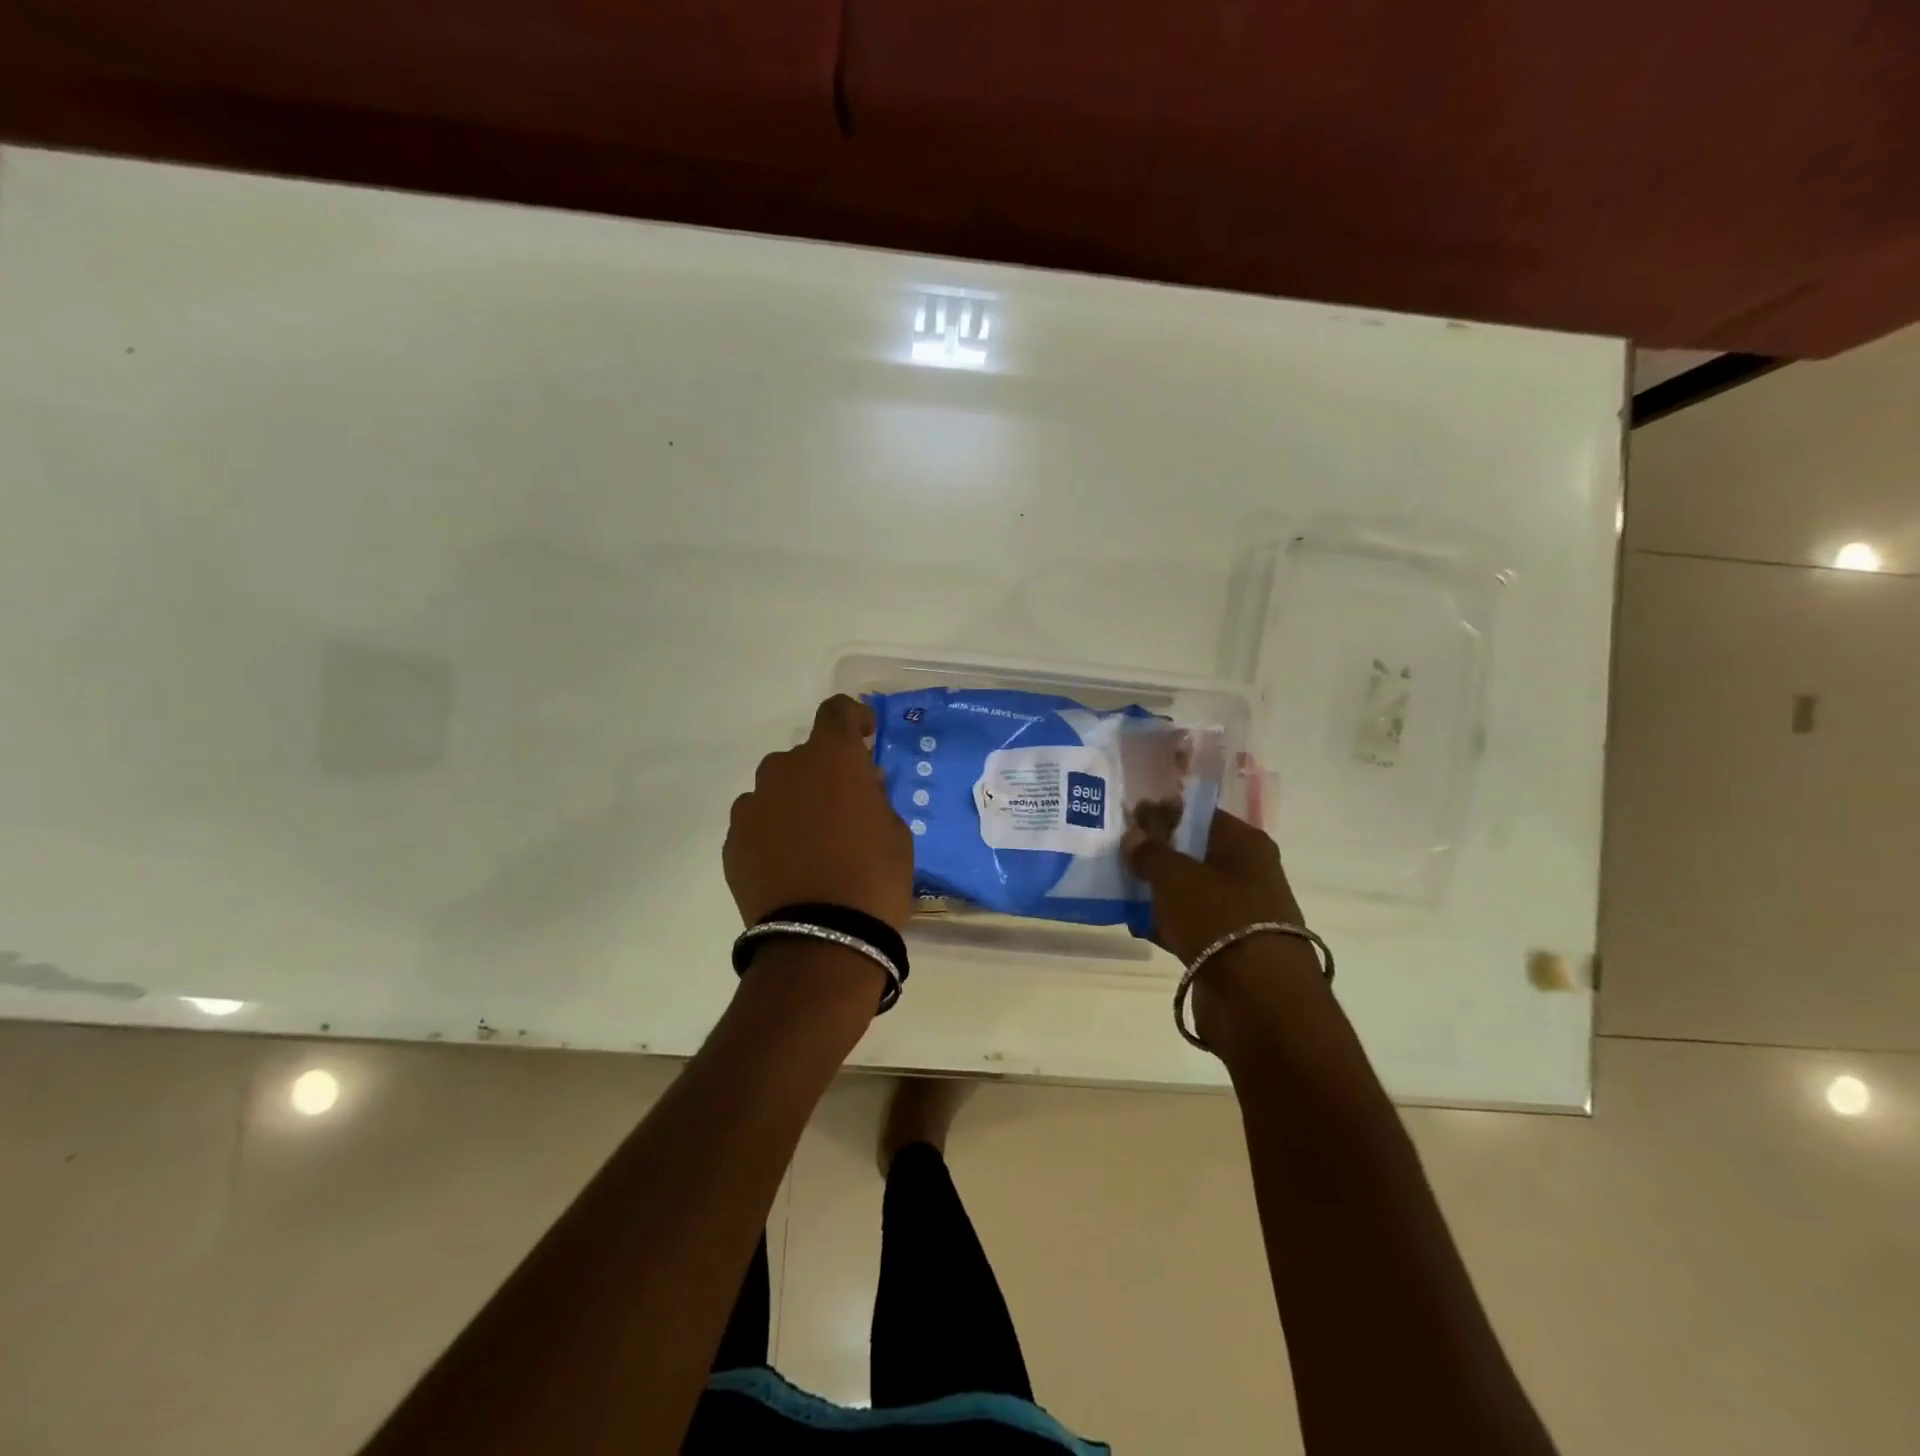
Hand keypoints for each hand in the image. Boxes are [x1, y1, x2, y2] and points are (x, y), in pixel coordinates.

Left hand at [724, 695, 914, 932]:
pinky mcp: (732, 842)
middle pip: (804, 757)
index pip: (836, 711)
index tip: (865, 738)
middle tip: (843, 810)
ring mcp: (752, 806)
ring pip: (776, 791)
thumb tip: (861, 785)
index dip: (853, 718)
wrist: (822, 941)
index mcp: (831, 758)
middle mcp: (784, 770)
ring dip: (794, 804)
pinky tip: (789, 867)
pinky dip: (772, 834)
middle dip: (823, 775)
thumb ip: (875, 796)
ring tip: (812, 845)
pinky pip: (756, 824)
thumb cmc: (874, 878)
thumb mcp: (895, 831)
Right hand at [1127, 812, 1322, 1047]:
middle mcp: (1248, 873)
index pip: (1200, 815)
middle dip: (1157, 853)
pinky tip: (1133, 923)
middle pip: (1194, 853)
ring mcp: (1239, 913)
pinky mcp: (1228, 948)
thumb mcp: (1175, 876)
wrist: (1258, 1000)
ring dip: (1157, 890)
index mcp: (1245, 844)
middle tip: (1117, 851)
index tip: (1129, 816)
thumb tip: (1134, 836)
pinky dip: (1164, 923)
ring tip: (1117, 886)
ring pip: (1189, 891)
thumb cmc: (1218, 919)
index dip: (1164, 812)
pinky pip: (1189, 925)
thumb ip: (1150, 852)